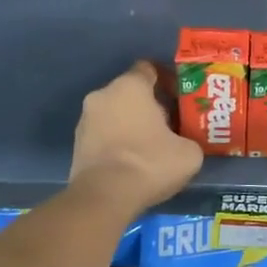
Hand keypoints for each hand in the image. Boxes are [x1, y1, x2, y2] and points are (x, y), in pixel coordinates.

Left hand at [70, 61, 202, 210]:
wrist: (104, 198)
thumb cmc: (149, 163)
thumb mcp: (189, 152)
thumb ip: (190, 138)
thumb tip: (185, 144)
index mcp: (130, 86)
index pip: (149, 68)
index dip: (167, 81)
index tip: (180, 100)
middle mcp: (103, 94)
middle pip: (132, 93)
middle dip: (151, 106)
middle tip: (170, 128)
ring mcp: (85, 120)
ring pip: (116, 114)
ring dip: (132, 125)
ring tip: (152, 149)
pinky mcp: (76, 145)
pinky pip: (103, 135)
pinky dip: (117, 143)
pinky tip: (132, 164)